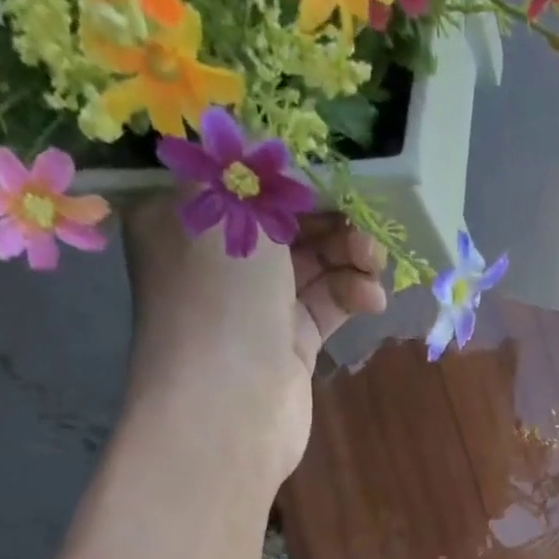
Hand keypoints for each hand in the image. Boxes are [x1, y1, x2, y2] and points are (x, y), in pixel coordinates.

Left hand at [122, 196, 386, 481]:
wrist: (229, 407)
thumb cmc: (219, 297)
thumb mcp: (229, 210)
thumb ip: (255, 174)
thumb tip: (267, 151)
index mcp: (183, 220)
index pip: (242, 181)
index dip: (291, 174)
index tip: (337, 174)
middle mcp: (216, 261)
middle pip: (283, 223)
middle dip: (329, 218)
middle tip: (368, 222)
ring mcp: (254, 306)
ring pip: (311, 264)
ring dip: (348, 256)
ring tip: (375, 262)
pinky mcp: (289, 343)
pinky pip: (325, 305)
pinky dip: (351, 295)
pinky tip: (372, 298)